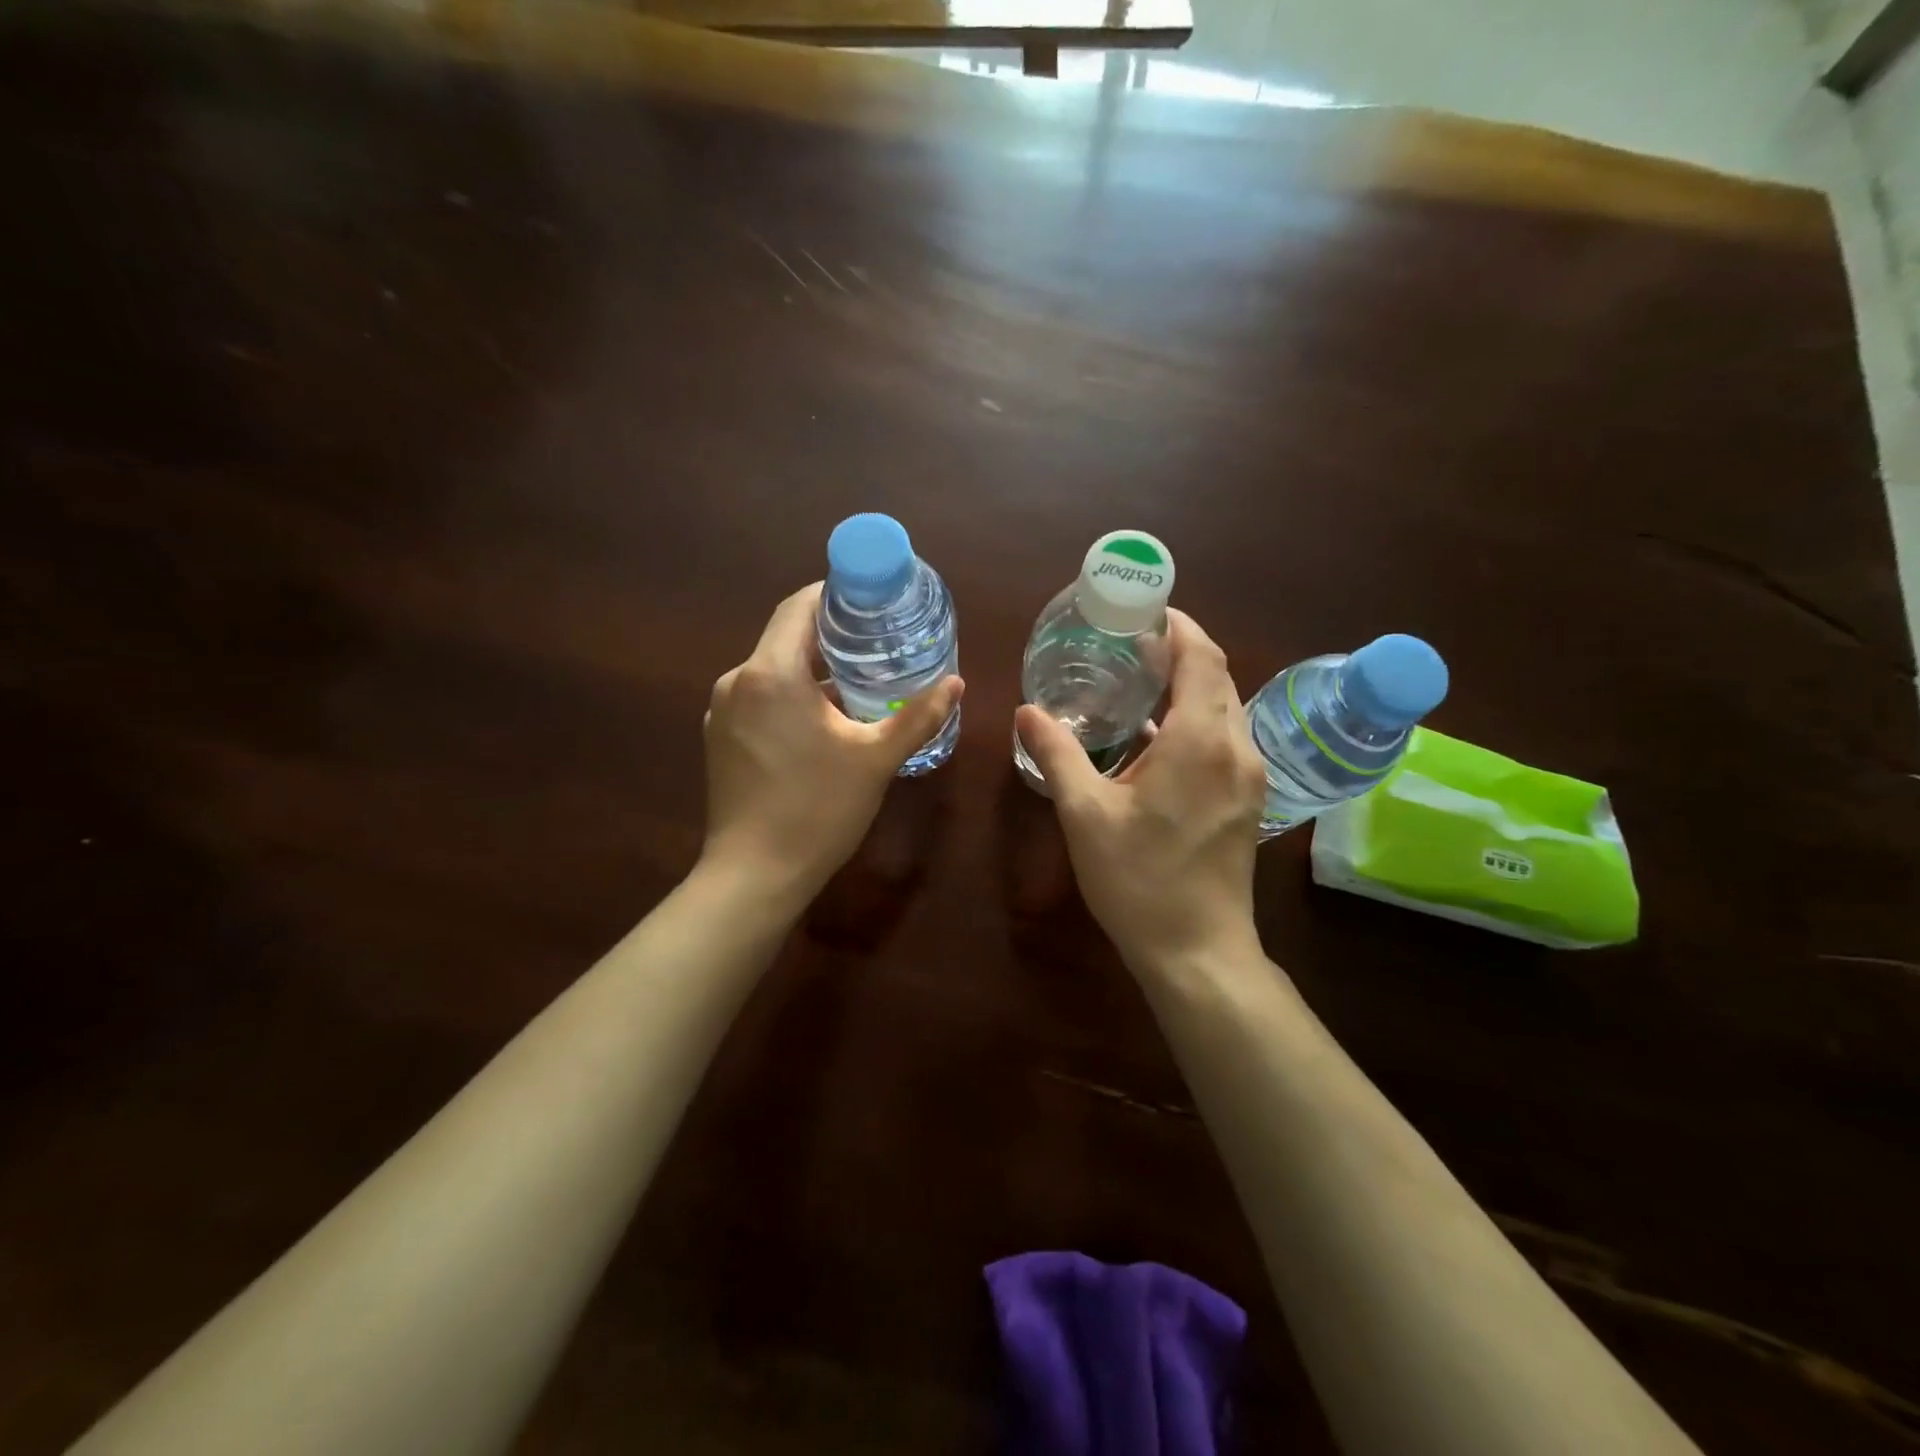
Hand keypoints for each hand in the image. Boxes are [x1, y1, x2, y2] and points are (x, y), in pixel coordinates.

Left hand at [703, 584, 963, 905]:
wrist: (754, 876)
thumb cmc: (817, 810)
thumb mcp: (875, 760)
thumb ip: (918, 717)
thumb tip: (957, 683)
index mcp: (771, 673)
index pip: (799, 607)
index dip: (834, 594)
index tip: (871, 599)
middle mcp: (737, 681)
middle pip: (786, 637)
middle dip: (831, 634)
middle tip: (878, 641)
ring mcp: (721, 712)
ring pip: (772, 671)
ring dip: (812, 669)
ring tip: (859, 681)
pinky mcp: (719, 739)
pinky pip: (759, 699)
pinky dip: (791, 696)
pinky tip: (823, 720)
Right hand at [1015, 610, 1265, 974]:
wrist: (1198, 951)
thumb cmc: (1139, 880)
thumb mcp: (1085, 814)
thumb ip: (1057, 754)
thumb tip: (1028, 711)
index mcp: (1200, 740)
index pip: (1201, 655)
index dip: (1177, 624)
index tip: (1141, 610)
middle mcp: (1236, 747)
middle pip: (1216, 676)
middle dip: (1179, 651)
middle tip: (1127, 645)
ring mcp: (1249, 776)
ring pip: (1224, 708)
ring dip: (1188, 687)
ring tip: (1137, 684)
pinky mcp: (1248, 799)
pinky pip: (1224, 739)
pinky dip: (1195, 721)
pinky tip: (1153, 738)